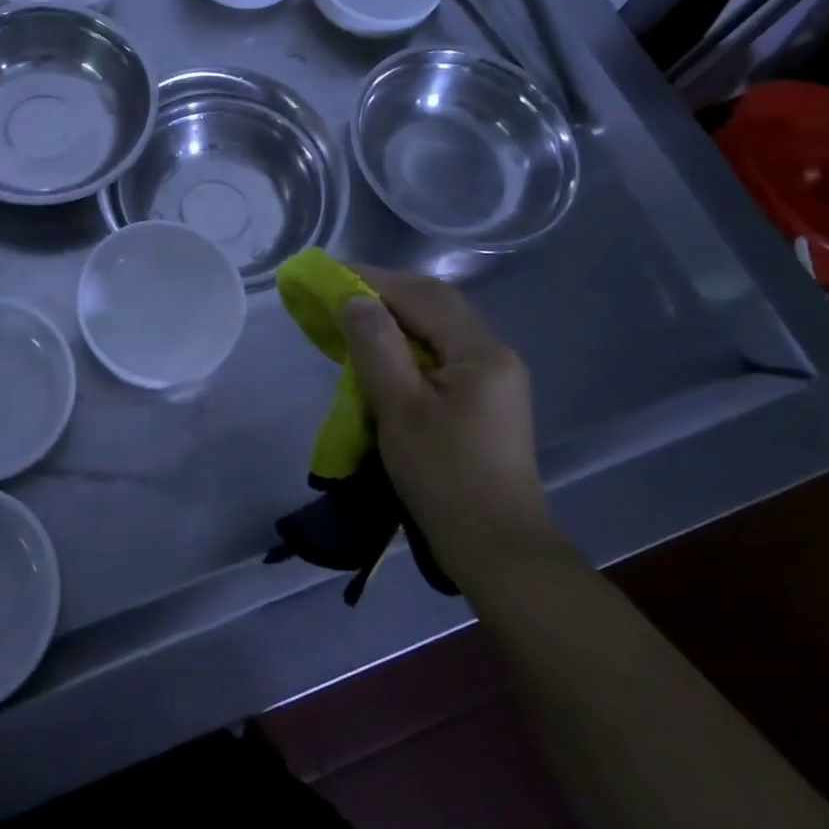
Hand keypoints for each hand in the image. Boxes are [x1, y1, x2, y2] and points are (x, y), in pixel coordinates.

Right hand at [341, 266, 564, 581]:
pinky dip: (410, 342)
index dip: (373, 280)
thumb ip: (376, 346)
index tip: (329, 275)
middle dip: (385, 293)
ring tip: (354, 319)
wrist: (499, 553)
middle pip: (435, 304)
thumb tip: (354, 299)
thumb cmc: (445, 479)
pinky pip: (443, 352)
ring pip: (439, 327)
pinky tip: (385, 355)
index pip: (421, 295)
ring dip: (397, 317)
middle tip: (338, 294)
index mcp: (480, 351)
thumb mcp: (400, 409)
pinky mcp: (487, 400)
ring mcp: (495, 377)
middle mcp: (494, 354)